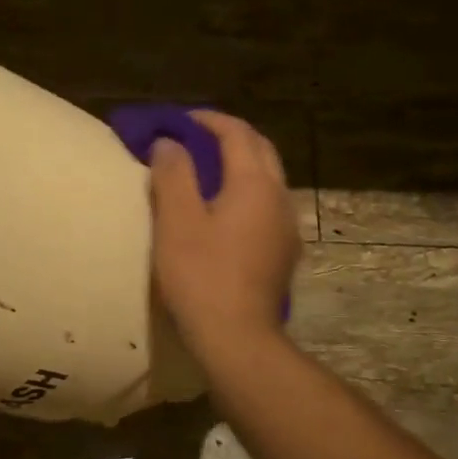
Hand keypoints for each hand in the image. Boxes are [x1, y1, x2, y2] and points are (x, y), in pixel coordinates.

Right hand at [149, 111, 299, 353]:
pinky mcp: (284, 253)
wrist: (237, 337)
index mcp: (255, 184)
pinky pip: (267, 207)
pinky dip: (246, 193)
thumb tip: (170, 143)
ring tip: (207, 174)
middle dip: (230, 137)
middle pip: (260, 150)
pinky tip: (225, 213)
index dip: (208, 121)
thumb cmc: (201, 276)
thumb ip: (173, 174)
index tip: (180, 121)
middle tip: (195, 141)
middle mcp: (280, 197)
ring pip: (268, 179)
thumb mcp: (176, 221)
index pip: (237, 133)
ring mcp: (287, 227)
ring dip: (240, 165)